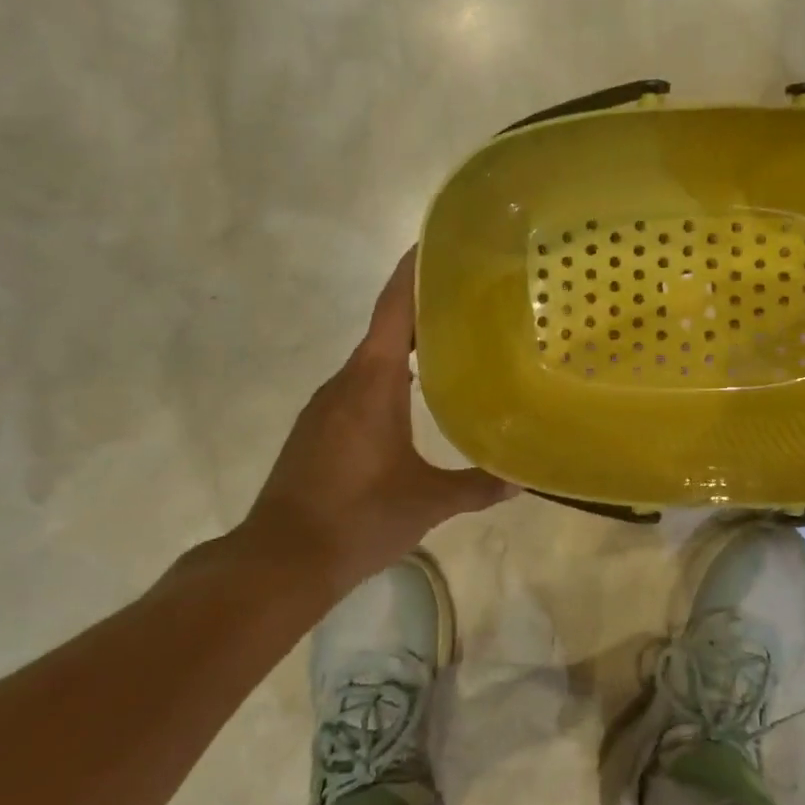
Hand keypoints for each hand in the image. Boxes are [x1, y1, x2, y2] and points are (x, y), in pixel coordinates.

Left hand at [241, 249, 514, 591]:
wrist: (280, 560)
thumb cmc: (357, 519)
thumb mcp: (426, 502)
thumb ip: (477, 486)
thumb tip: (523, 479)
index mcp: (372, 382)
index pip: (394, 310)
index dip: (414, 272)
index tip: (438, 244)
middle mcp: (345, 382)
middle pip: (386, 329)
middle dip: (424, 309)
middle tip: (472, 299)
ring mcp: (326, 405)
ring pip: (373, 360)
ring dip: (407, 346)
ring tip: (454, 343)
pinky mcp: (319, 428)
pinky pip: (361, 385)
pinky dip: (390, 376)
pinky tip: (416, 396)